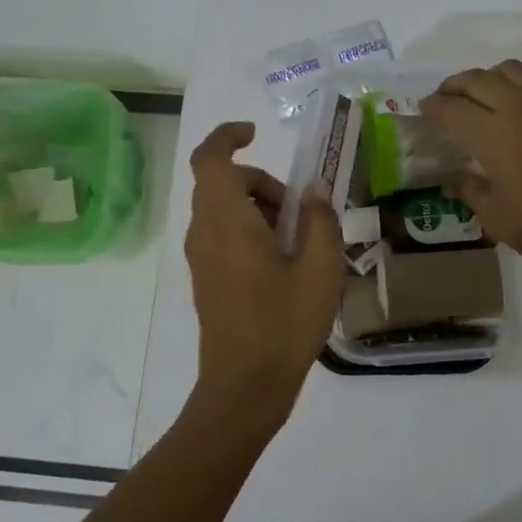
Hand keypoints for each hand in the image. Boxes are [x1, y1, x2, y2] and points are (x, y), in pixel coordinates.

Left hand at [184, 121, 343, 427]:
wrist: (244, 387)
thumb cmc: (284, 323)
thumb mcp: (320, 268)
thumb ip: (320, 219)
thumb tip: (315, 188)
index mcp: (227, 220)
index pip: (210, 158)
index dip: (227, 136)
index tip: (255, 134)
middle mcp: (205, 232)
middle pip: (223, 183)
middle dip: (261, 182)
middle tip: (300, 212)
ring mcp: (201, 258)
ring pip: (223, 210)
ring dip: (258, 208)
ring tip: (298, 243)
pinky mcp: (206, 279)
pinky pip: (222, 235)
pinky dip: (248, 231)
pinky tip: (283, 265)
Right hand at [420, 60, 521, 275]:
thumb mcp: (493, 215)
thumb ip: (469, 188)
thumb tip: (452, 178)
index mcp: (493, 134)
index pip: (452, 109)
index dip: (433, 107)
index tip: (423, 110)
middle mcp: (518, 108)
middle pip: (477, 80)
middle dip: (454, 86)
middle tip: (445, 99)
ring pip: (510, 70)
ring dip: (488, 78)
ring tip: (482, 96)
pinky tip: (521, 102)